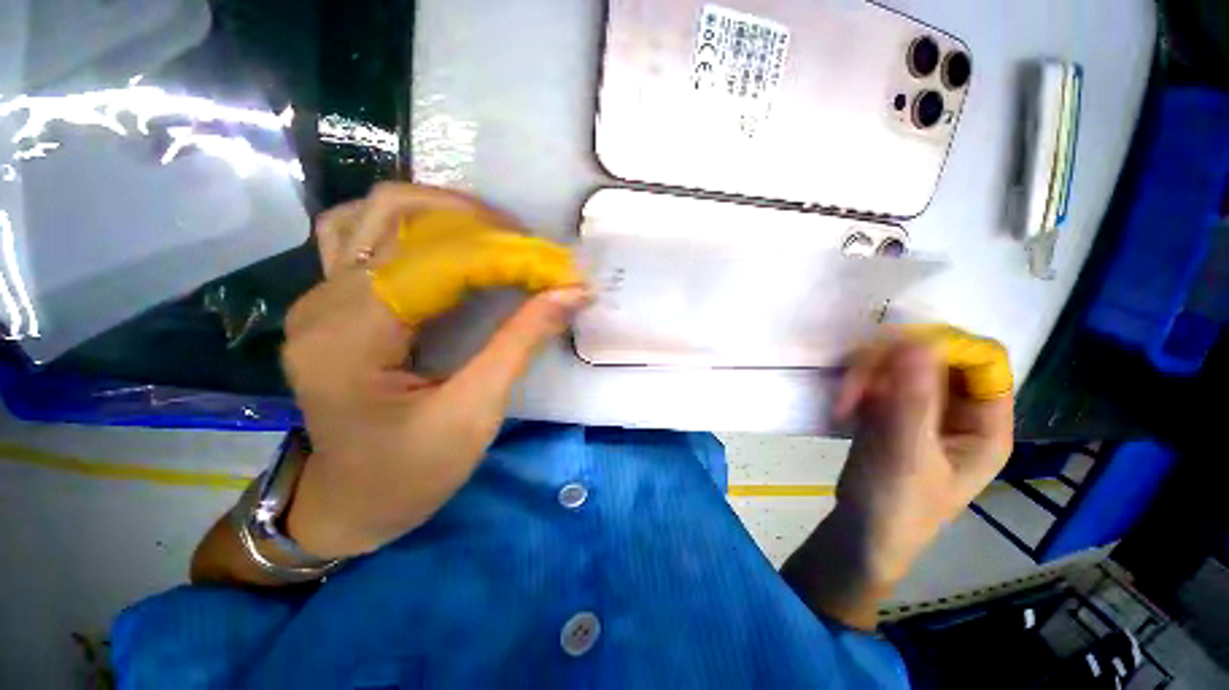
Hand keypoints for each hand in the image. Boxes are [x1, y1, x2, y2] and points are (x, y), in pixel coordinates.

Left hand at [281, 183, 588, 558]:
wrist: (351, 503)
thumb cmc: (412, 472)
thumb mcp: (476, 412)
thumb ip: (522, 342)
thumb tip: (571, 292)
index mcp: (350, 340)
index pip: (434, 262)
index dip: (503, 254)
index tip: (555, 263)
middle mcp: (321, 305)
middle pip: (394, 215)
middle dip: (475, 222)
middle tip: (527, 247)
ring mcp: (318, 298)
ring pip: (374, 214)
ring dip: (443, 214)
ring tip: (494, 238)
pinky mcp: (329, 302)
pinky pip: (365, 236)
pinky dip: (416, 229)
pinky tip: (449, 247)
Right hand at [833, 333, 1014, 583]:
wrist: (859, 530)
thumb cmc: (896, 505)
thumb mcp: (908, 456)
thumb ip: (914, 400)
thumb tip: (917, 340)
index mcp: (986, 424)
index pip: (983, 360)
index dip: (946, 347)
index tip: (896, 351)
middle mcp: (958, 409)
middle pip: (935, 356)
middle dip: (891, 364)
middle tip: (855, 385)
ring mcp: (921, 407)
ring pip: (899, 363)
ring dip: (866, 375)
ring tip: (843, 404)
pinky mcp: (890, 409)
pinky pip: (876, 378)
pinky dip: (856, 385)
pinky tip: (843, 408)